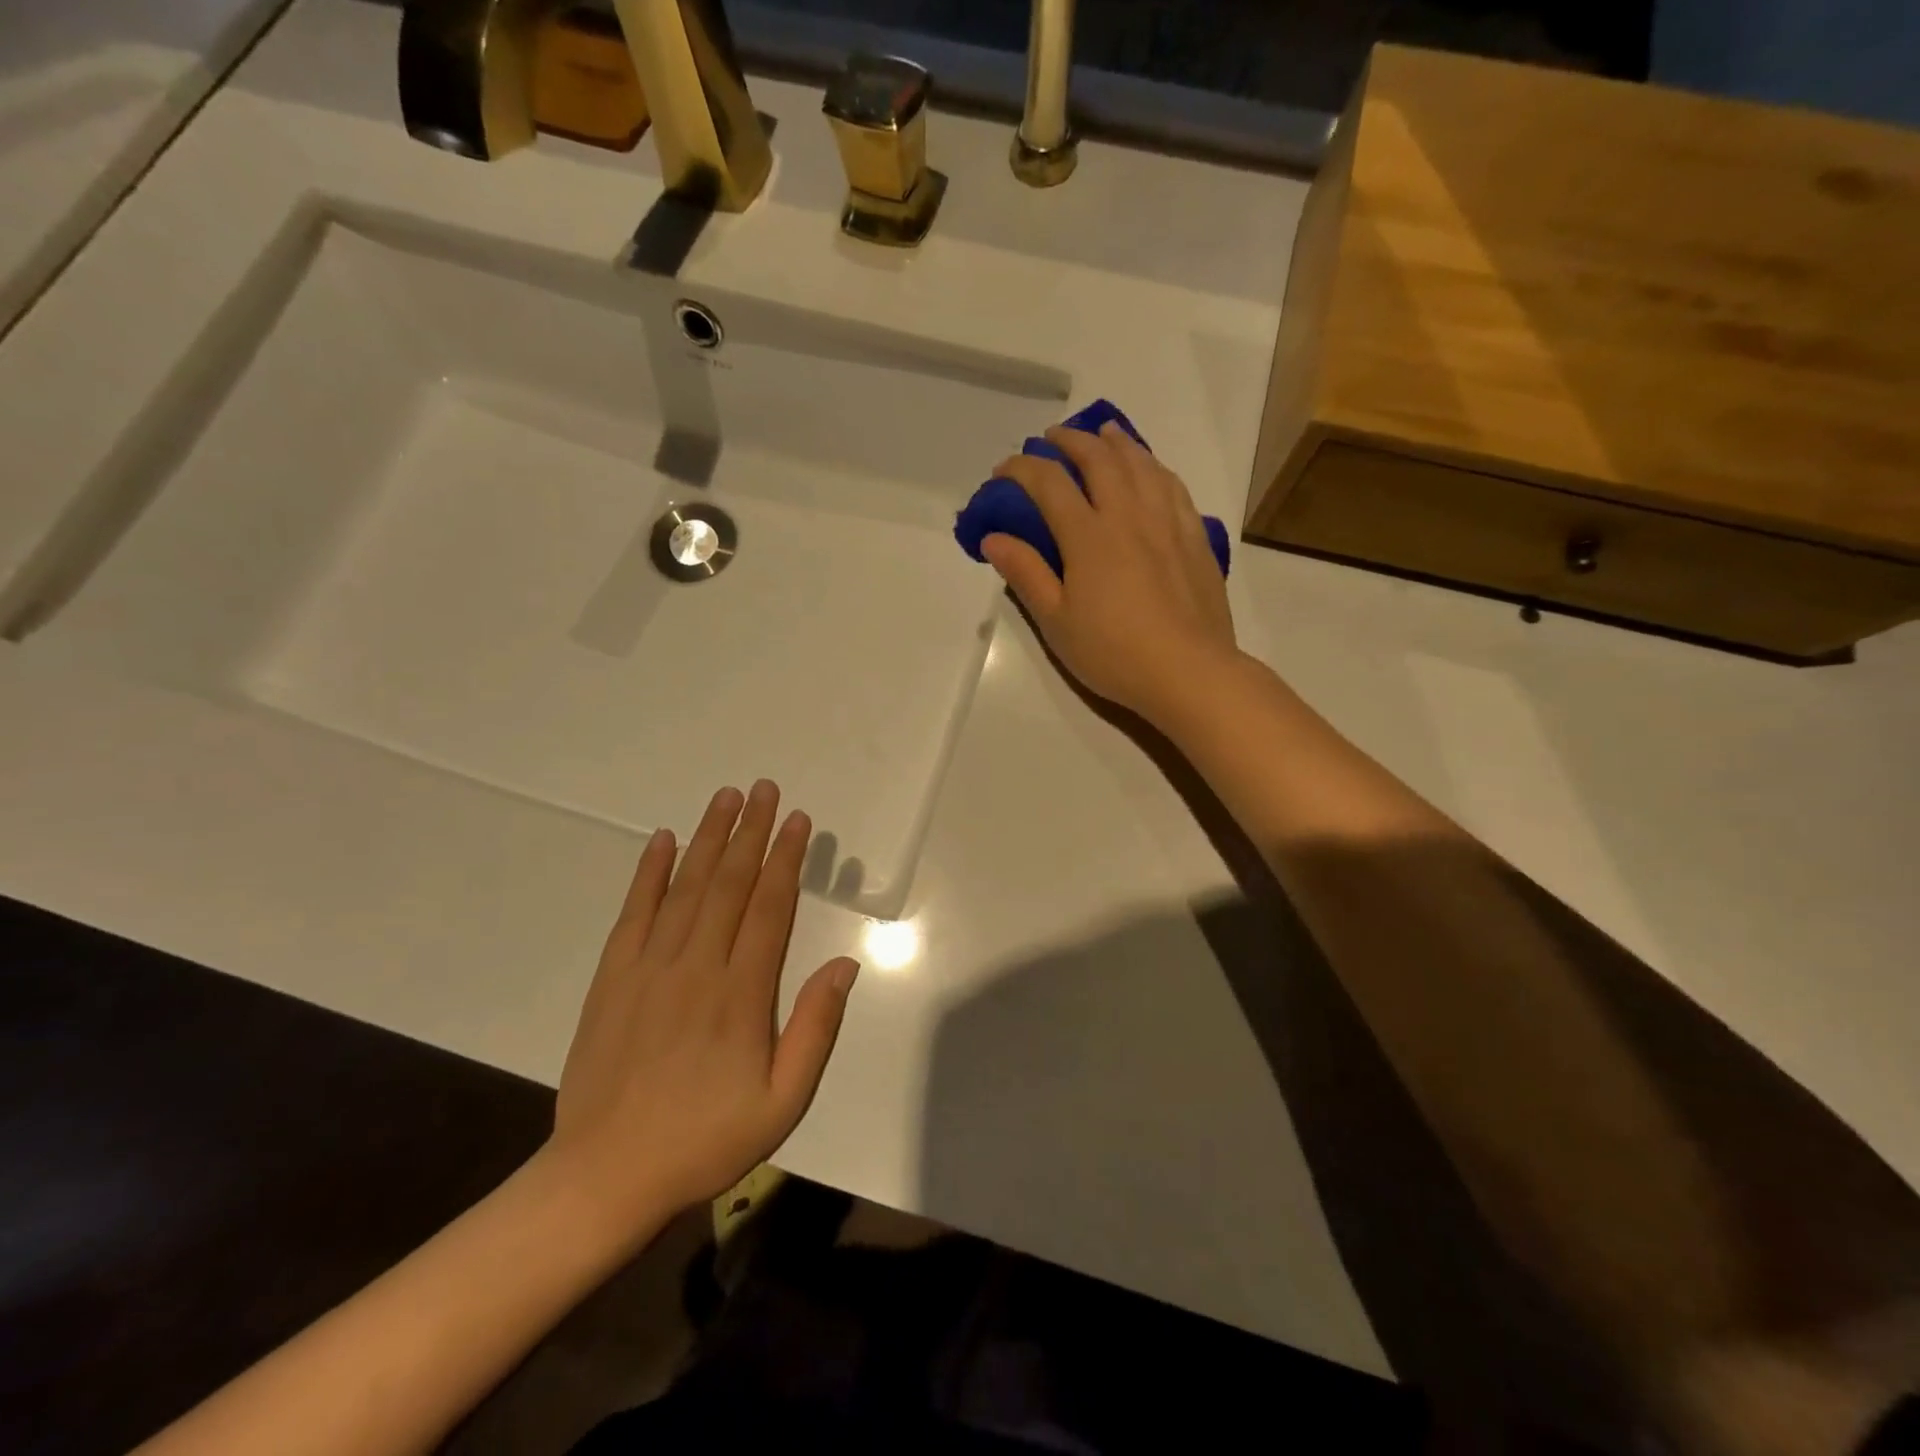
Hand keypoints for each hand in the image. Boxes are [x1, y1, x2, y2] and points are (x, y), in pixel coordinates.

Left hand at [547, 782, 858, 1239]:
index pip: (769, 908)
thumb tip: (845, 965)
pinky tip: (663, 841)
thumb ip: (815, 1029)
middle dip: (751, 832)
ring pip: (686, 887)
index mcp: (741, 994)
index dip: (786, 859)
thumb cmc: (705, 1141)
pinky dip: (649, 873)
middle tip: (765, 789)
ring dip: (708, 838)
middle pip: (729, 884)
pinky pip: (635, 912)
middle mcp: (696, 967)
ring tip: (726, 798)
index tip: (798, 821)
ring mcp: (649, 968)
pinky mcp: (613, 977)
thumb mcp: (782, 1102)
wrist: (606, 1176)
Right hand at [982, 422, 1238, 725]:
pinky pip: (1172, 485)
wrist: (1188, 671)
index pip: (1049, 484)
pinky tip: (1149, 468)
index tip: (1003, 470)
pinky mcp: (1194, 536)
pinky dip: (1153, 465)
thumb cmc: (1113, 653)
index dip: (1021, 469)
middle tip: (1052, 439)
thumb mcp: (1056, 622)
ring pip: (1140, 464)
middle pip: (1098, 459)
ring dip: (1116, 442)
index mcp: (1088, 537)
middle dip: (1070, 441)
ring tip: (1102, 433)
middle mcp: (1128, 515)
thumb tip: (993, 537)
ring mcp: (1166, 522)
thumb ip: (1026, 574)